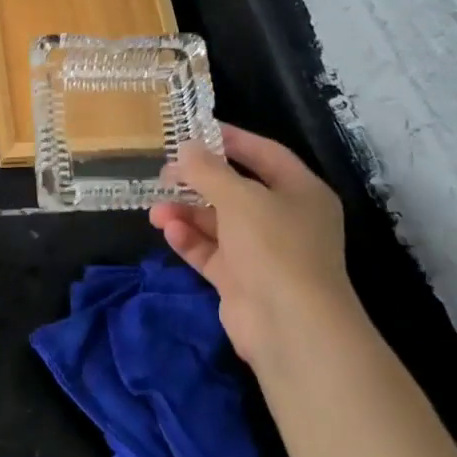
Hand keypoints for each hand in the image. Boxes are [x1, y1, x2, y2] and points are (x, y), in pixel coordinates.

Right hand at [148, 124, 359, 368]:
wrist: (290, 325)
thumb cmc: (274, 246)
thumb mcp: (239, 198)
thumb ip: (208, 171)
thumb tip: (186, 148)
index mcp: (301, 192)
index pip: (265, 155)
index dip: (232, 141)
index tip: (195, 131)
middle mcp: (285, 219)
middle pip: (237, 191)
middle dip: (199, 183)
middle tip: (164, 174)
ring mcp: (263, 252)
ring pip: (219, 224)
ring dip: (187, 214)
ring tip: (156, 210)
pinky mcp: (242, 280)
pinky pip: (211, 253)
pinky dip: (191, 241)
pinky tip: (169, 232)